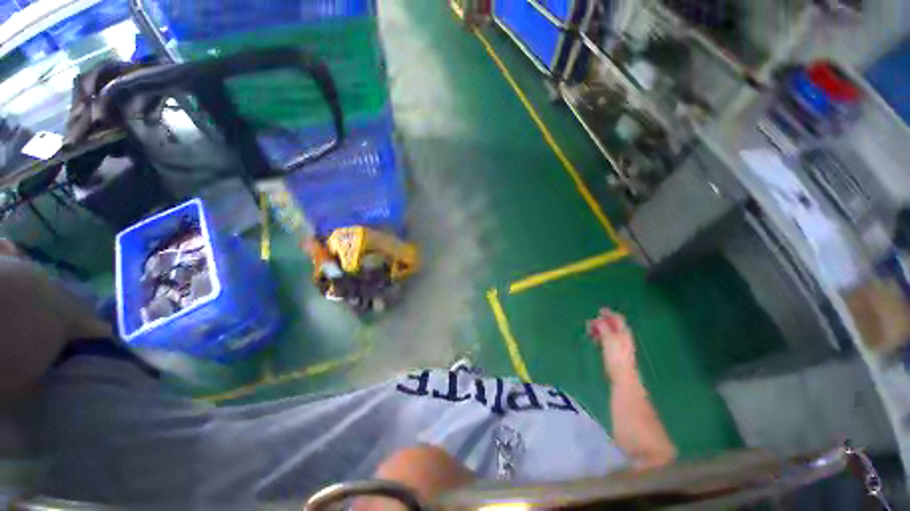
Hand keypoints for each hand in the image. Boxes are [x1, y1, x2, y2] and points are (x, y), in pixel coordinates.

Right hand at [587, 308, 637, 379]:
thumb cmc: (616, 357)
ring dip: (600, 330)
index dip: (609, 314)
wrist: (623, 377)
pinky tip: (596, 341)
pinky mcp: (616, 353)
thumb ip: (603, 327)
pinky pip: (608, 340)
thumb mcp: (608, 339)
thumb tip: (598, 320)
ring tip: (591, 332)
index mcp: (623, 332)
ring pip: (610, 333)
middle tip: (590, 323)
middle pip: (613, 325)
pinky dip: (601, 337)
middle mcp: (624, 337)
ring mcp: (621, 346)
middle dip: (602, 322)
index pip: (618, 319)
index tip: (600, 311)